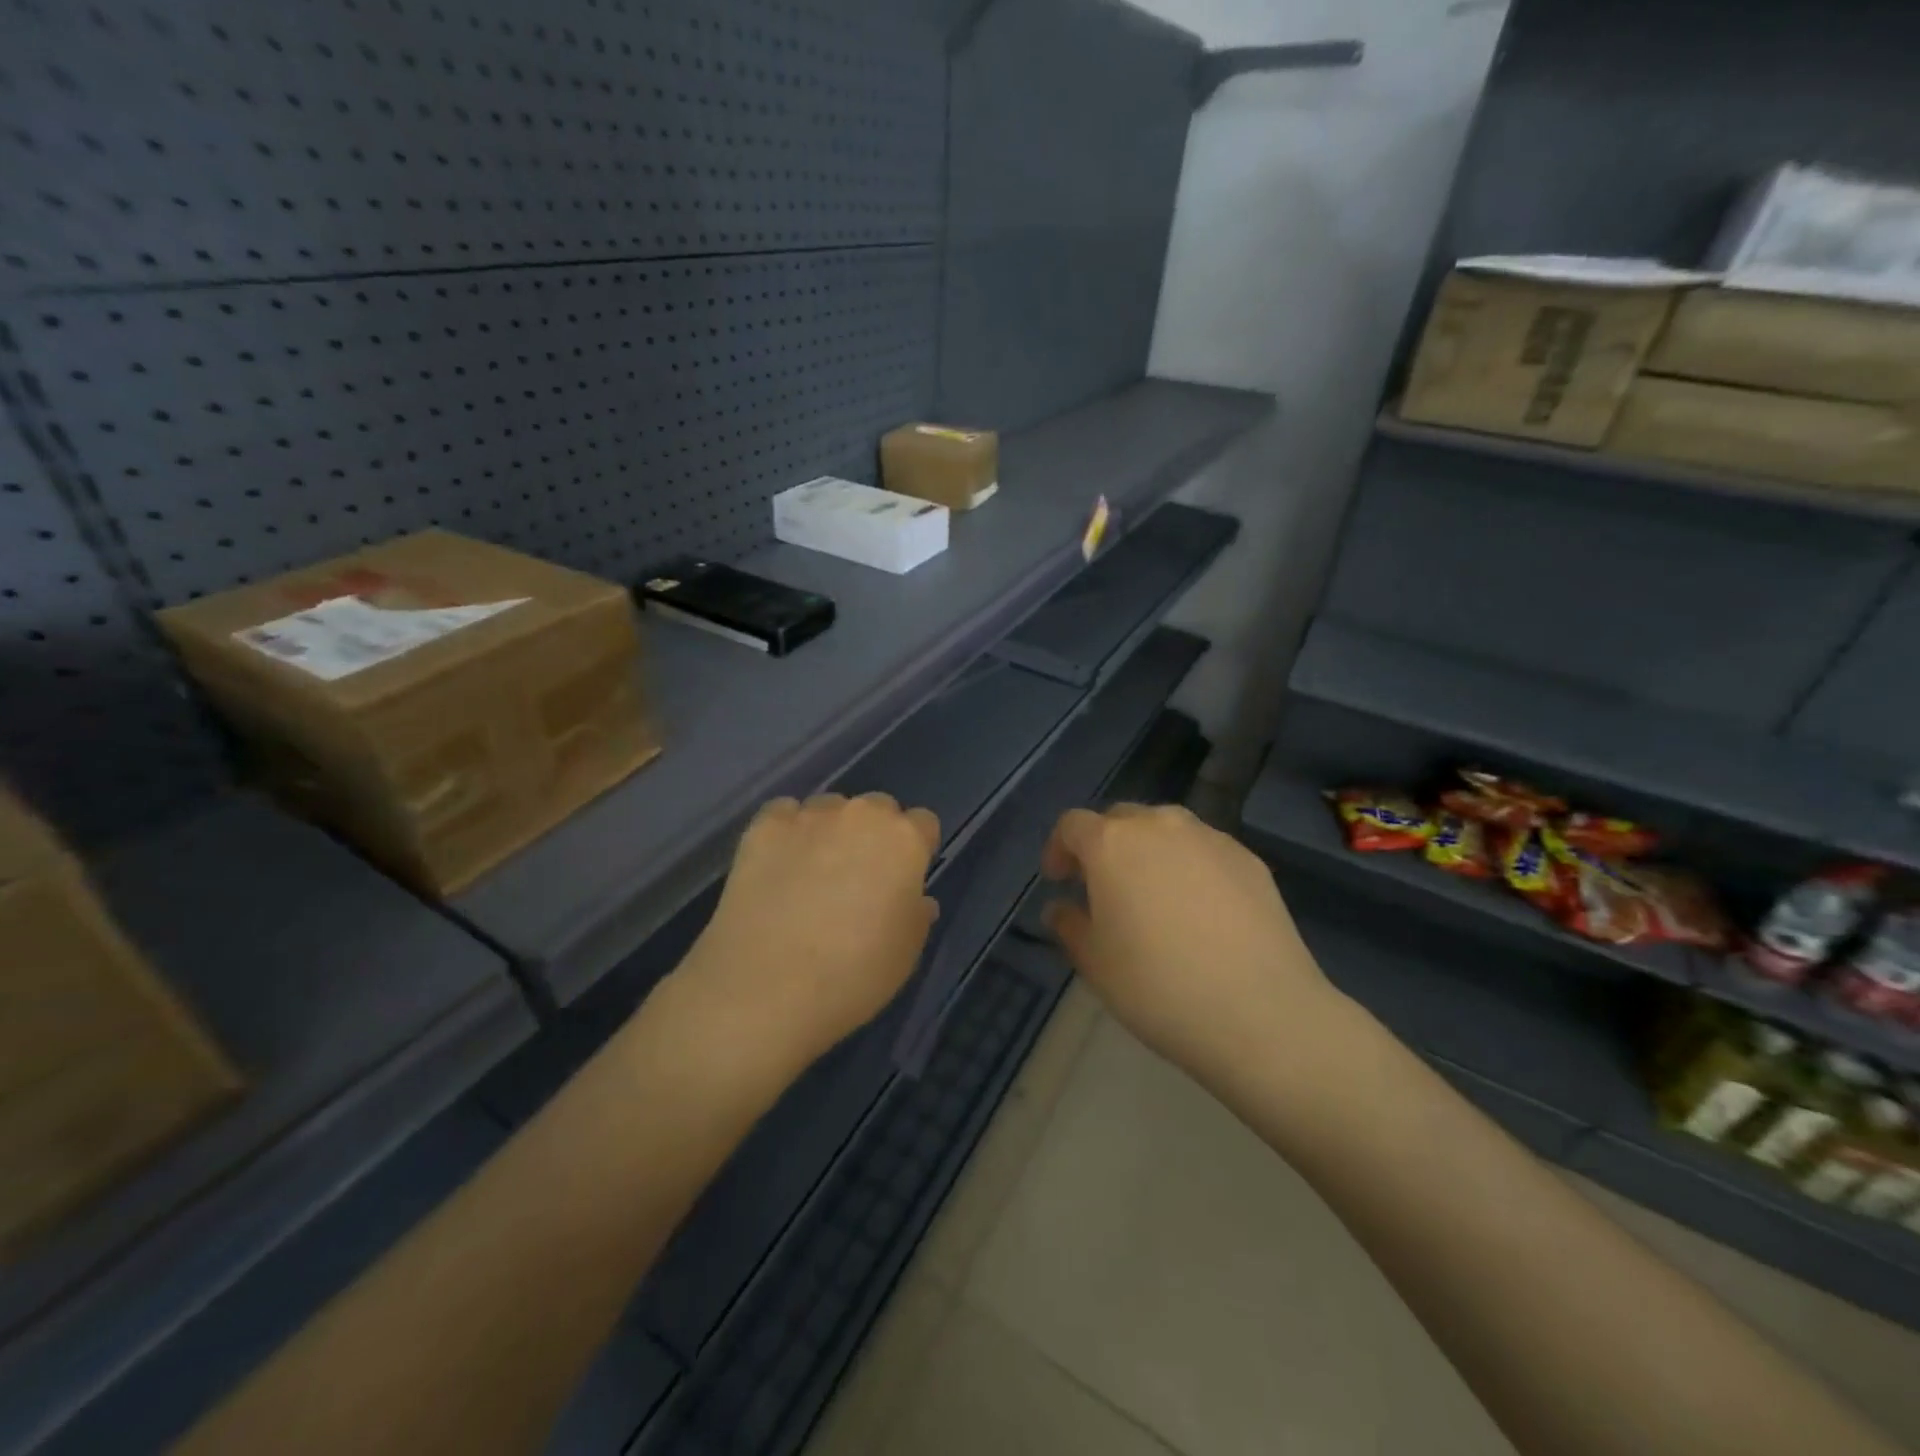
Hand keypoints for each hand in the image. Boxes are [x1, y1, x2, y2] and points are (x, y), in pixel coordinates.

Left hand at [676, 793, 940, 1076]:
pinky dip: (786, 832)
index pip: (923, 824)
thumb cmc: (854, 975)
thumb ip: (916, 915)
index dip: (914, 851)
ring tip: (811, 873)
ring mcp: (809, 816)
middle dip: (873, 834)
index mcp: (905, 841)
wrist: (767, 987)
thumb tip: (916, 899)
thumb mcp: (906, 954)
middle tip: (858, 877)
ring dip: (830, 831)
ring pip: (830, 808)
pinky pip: (784, 814)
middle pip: (877, 808)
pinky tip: (778, 866)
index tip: (902, 880)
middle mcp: (861, 815)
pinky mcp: (764, 826)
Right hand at [1041, 804, 1339, 1079]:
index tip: (1059, 881)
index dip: (1059, 848)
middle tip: (1103, 887)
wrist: (1260, 1012)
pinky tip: (1199, 909)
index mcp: (1112, 844)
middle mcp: (1160, 826)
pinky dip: (1189, 865)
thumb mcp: (1095, 963)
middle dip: (1104, 845)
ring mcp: (1209, 838)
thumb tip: (1060, 908)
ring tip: (1153, 894)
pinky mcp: (1249, 859)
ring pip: (1166, 828)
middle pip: (1121, 819)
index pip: (1072, 825)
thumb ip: (1069, 925)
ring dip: (1148, 850)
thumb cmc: (1157, 986)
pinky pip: (1204, 850)